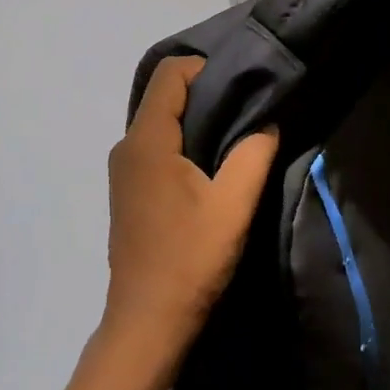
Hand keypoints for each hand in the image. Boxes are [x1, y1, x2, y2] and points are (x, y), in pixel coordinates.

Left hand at [103, 57, 278, 368]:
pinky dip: (182, 140)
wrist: (147, 322)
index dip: (204, 68)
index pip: (169, 74)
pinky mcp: (128, 189)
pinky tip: (209, 161)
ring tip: (234, 131)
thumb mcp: (233, 204)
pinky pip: (154, 144)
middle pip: (163, 95)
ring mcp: (123, 169)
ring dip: (194, 118)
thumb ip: (253, 154)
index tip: (241, 83)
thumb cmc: (190, 258)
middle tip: (245, 103)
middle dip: (203, 91)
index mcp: (147, 140)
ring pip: (159, 120)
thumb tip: (266, 122)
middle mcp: (127, 146)